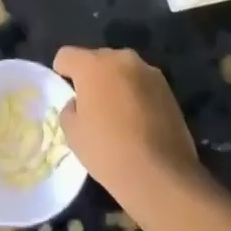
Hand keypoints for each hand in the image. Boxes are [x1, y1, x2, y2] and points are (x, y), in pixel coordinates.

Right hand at [53, 47, 199, 212]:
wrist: (161, 175)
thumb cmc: (108, 152)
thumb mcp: (73, 134)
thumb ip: (70, 109)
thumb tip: (79, 104)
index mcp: (93, 65)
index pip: (66, 55)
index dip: (62, 72)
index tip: (67, 94)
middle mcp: (121, 58)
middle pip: (97, 59)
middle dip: (92, 77)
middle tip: (93, 107)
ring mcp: (148, 71)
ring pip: (122, 71)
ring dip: (116, 84)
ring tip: (119, 116)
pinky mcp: (168, 88)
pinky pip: (142, 84)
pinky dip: (136, 95)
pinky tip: (139, 122)